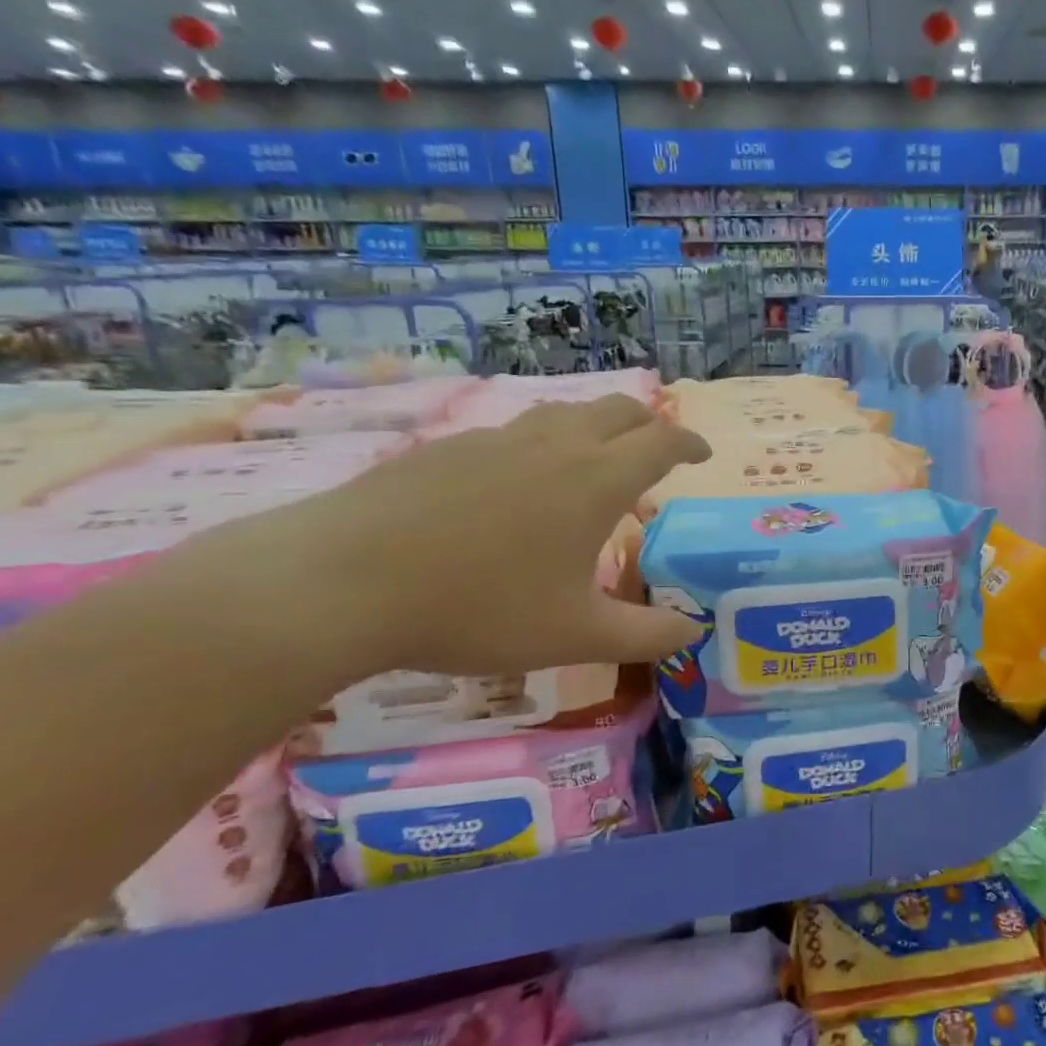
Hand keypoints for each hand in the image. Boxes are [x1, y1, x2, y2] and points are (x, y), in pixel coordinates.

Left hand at [222, 396, 710, 676]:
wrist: (343, 582)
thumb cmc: (479, 608)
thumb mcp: (575, 635)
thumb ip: (645, 635)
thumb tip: (693, 631)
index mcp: (597, 480)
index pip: (663, 442)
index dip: (690, 444)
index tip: (702, 455)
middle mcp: (556, 445)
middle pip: (619, 410)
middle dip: (650, 424)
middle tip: (658, 450)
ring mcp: (498, 439)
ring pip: (565, 413)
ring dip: (596, 426)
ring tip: (594, 461)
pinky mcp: (448, 447)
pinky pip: (514, 431)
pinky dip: (542, 443)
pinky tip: (518, 484)